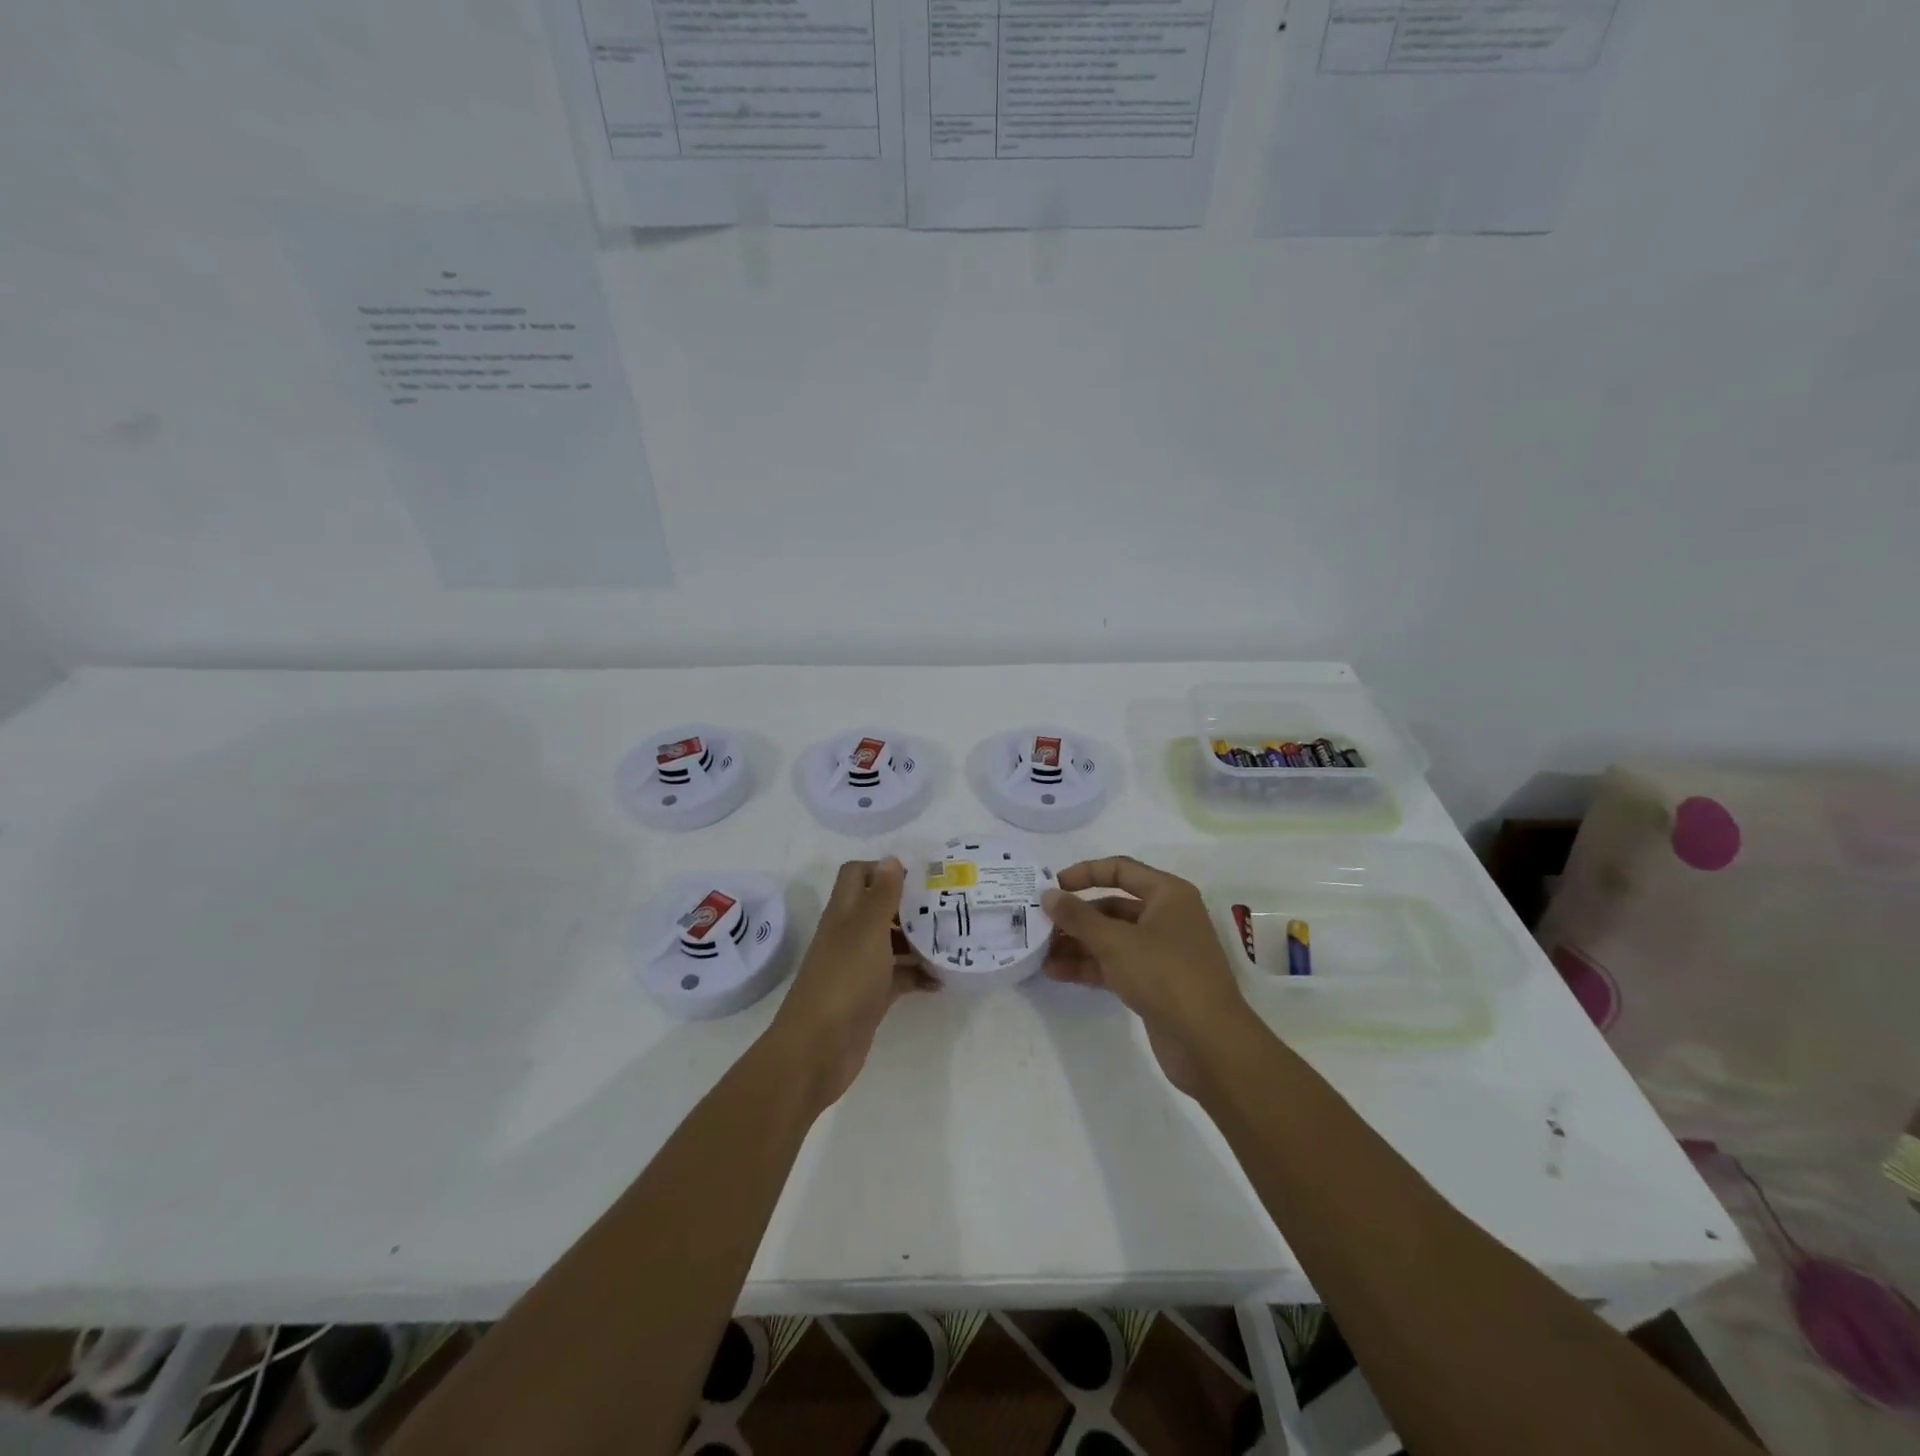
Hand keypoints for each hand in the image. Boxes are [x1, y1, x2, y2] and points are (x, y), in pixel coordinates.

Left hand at [767, 858, 936, 1107]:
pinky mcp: (870, 997)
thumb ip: (881, 895)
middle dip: (910, 906)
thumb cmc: (844, 979)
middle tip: (946, 907)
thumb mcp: (867, 929)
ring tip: (952, 941)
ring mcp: (859, 967)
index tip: (920, 878)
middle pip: (879, 908)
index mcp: (844, 912)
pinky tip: (942, 981)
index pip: (858, 874)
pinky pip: (898, 977)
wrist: (818, 1048)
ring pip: (892, 943)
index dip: (884, 870)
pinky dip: (918, 976)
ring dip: (918, 941)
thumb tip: (891, 859)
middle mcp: (850, 935)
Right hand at [1042, 856, 1250, 1094]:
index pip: (1120, 870)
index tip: (1052, 886)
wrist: (1209, 1043)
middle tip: (1039, 924)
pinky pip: (1115, 965)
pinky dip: (1088, 966)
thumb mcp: (1116, 941)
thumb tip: (1048, 895)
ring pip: (1111, 939)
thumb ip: (1078, 917)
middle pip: (1112, 907)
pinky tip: (1056, 973)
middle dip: (1076, 916)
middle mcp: (1166, 917)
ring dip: (1077, 944)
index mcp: (1168, 894)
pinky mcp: (1154, 983)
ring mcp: (1161, 952)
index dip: (1084, 873)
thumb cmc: (1165, 974)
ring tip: (1039, 952)